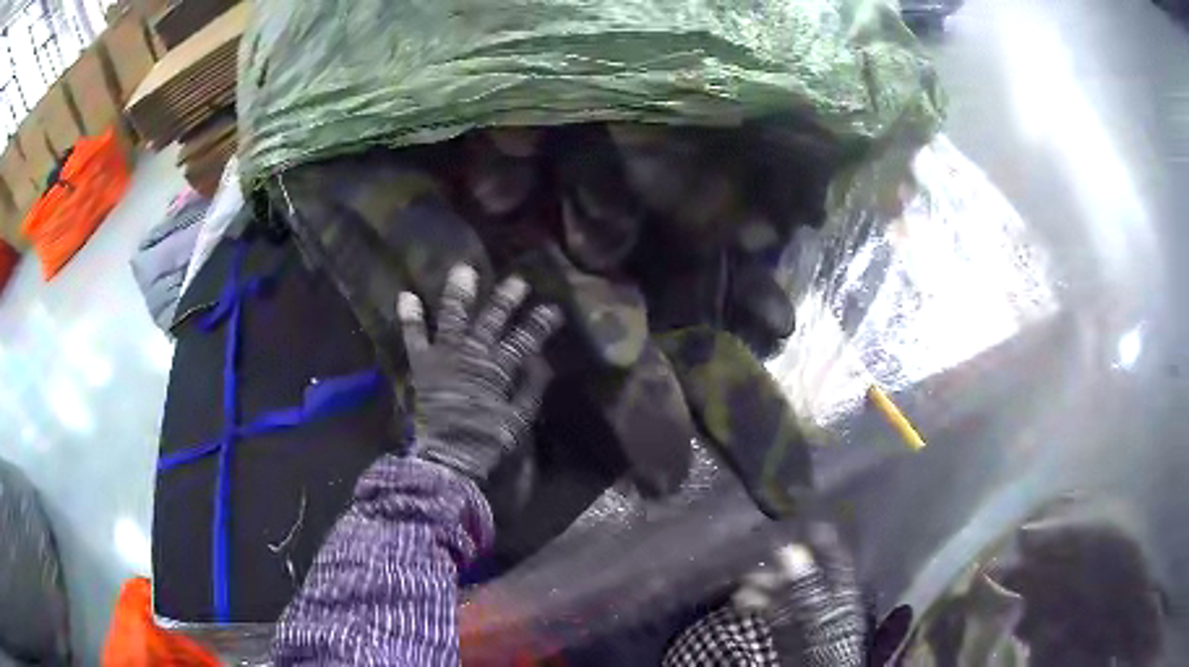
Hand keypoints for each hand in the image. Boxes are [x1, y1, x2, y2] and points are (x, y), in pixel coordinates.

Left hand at [398, 264, 562, 482]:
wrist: (449, 457)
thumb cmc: (486, 440)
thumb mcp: (519, 419)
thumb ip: (530, 388)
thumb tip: (543, 361)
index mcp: (498, 370)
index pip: (524, 340)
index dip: (540, 323)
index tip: (553, 308)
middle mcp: (472, 356)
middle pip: (491, 321)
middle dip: (505, 299)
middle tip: (517, 281)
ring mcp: (444, 357)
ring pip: (453, 318)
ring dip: (459, 294)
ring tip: (464, 270)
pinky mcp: (423, 365)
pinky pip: (414, 337)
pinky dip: (410, 318)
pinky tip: (406, 295)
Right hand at [734, 524, 866, 665]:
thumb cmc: (829, 647)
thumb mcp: (820, 616)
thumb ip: (806, 587)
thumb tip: (789, 550)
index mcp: (843, 589)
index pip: (832, 554)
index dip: (815, 537)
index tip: (790, 519)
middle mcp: (824, 595)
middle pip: (803, 571)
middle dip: (778, 562)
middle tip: (754, 552)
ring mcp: (803, 611)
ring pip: (783, 589)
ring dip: (762, 582)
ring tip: (742, 579)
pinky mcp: (785, 627)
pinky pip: (770, 609)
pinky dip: (755, 602)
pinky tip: (740, 600)